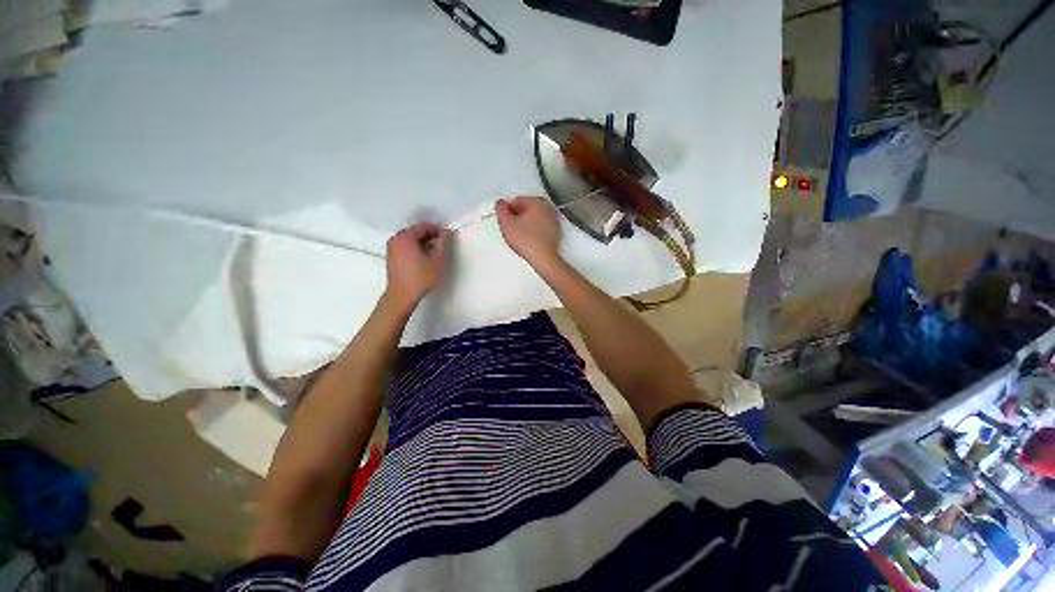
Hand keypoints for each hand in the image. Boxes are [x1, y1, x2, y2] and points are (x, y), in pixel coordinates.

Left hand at [384, 222, 451, 309]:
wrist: (402, 295)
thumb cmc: (421, 277)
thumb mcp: (437, 259)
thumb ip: (443, 243)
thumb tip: (447, 232)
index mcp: (405, 237)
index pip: (423, 227)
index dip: (436, 229)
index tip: (447, 236)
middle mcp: (395, 239)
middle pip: (415, 232)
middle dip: (429, 235)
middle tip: (441, 244)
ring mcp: (391, 248)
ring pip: (410, 239)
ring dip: (422, 242)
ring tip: (434, 252)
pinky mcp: (391, 257)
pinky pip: (405, 246)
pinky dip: (415, 248)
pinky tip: (424, 258)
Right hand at [495, 196, 560, 267]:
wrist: (543, 258)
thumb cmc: (529, 242)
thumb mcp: (506, 223)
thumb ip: (500, 209)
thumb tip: (500, 205)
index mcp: (537, 202)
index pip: (516, 201)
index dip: (507, 212)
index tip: (505, 221)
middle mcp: (548, 208)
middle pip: (526, 209)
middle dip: (517, 218)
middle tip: (512, 230)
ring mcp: (553, 221)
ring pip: (533, 220)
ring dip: (525, 226)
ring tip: (521, 237)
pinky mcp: (555, 233)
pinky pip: (540, 229)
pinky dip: (534, 233)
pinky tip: (529, 241)